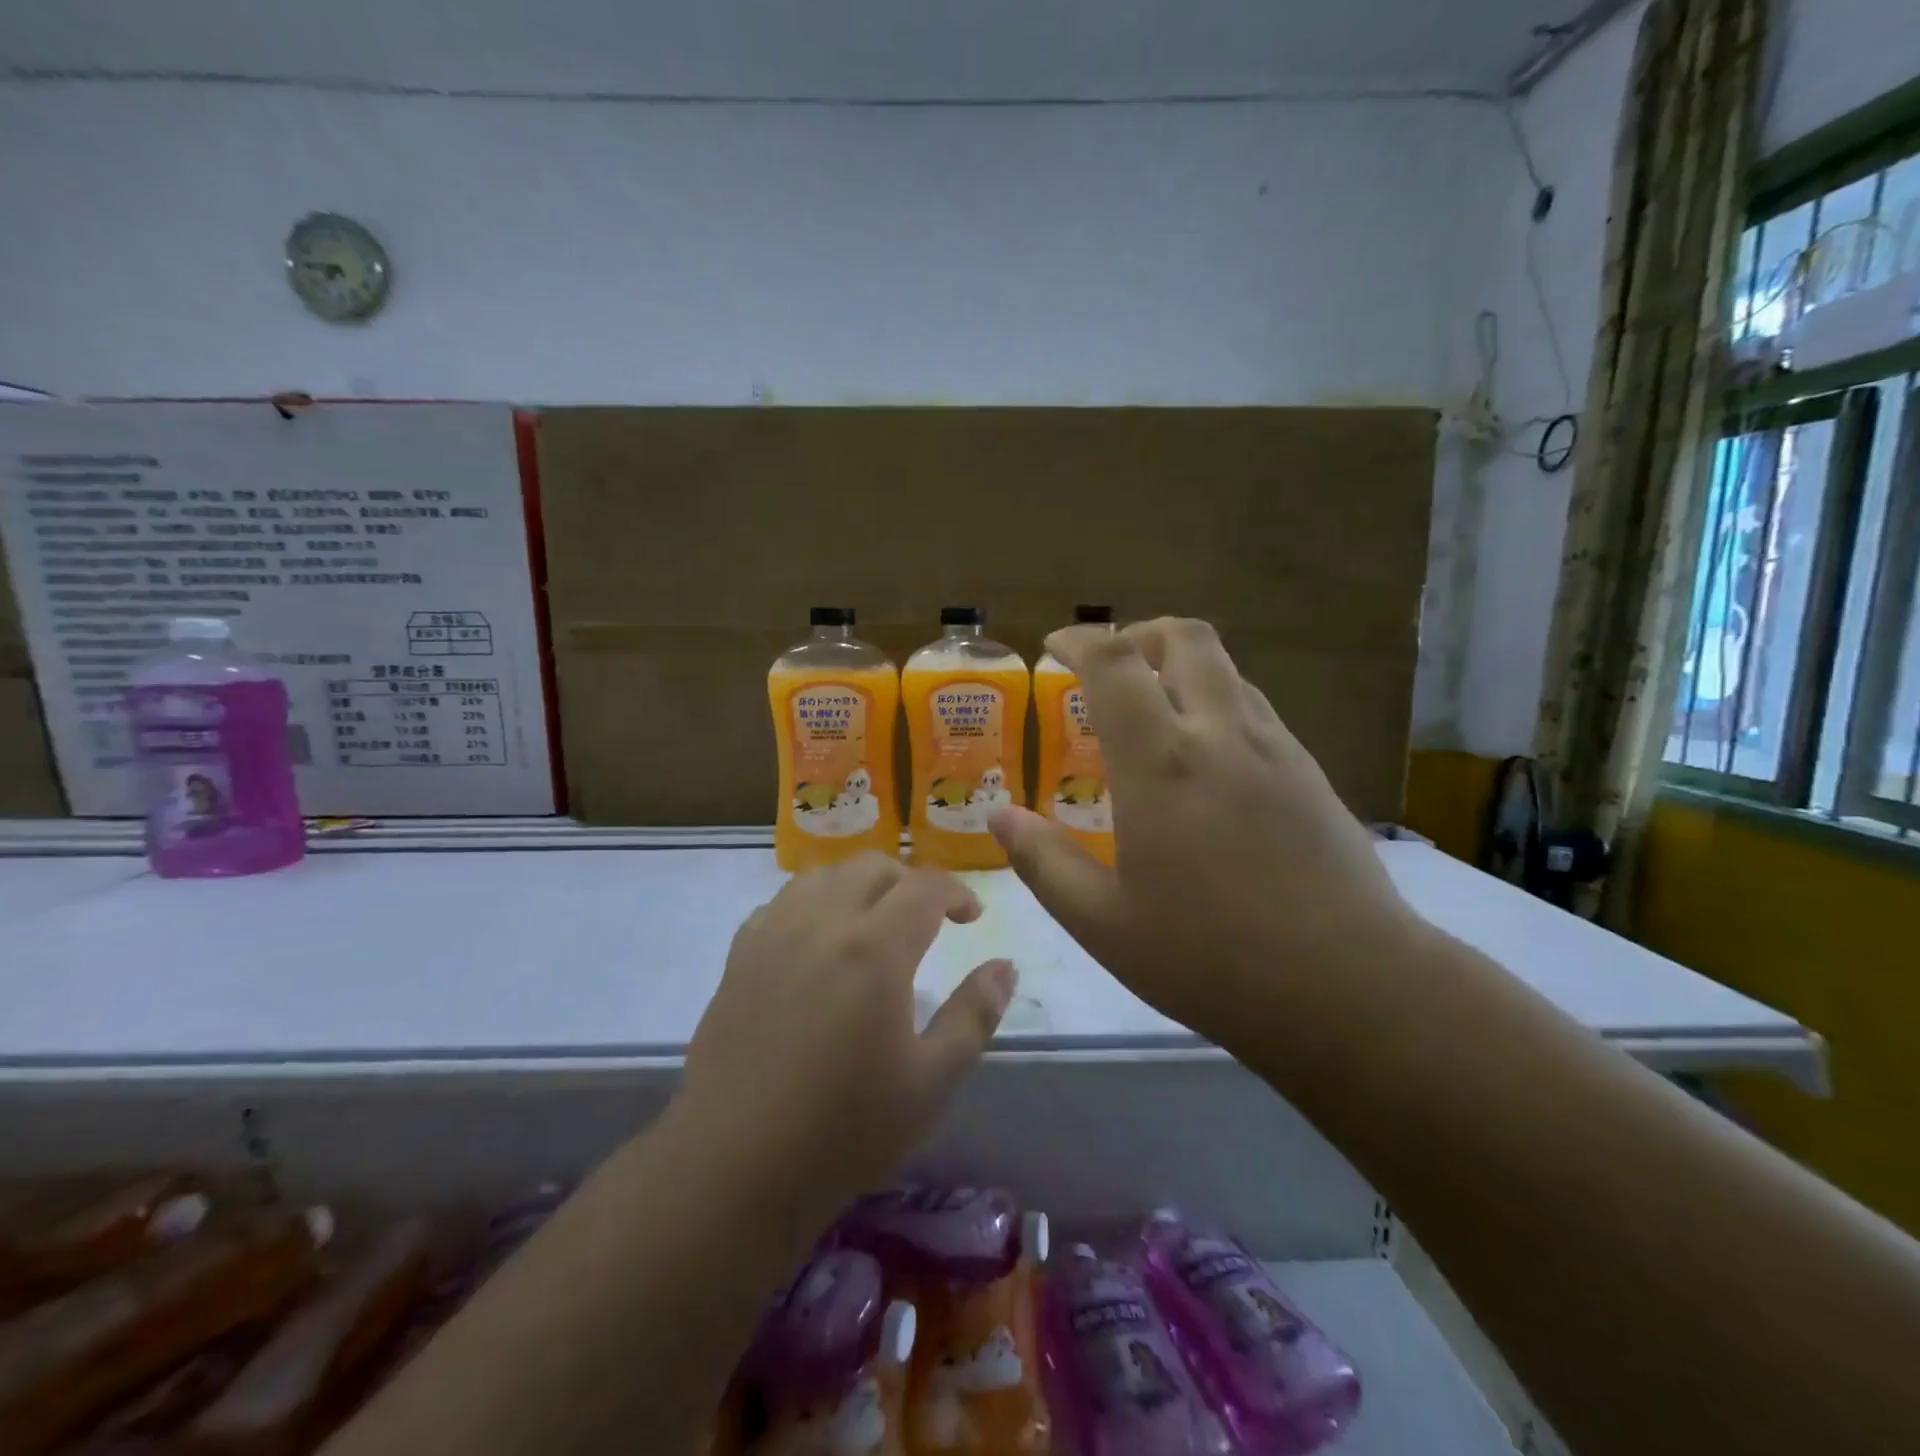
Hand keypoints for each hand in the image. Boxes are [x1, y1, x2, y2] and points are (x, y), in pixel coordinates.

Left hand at [683, 853, 1015, 1204]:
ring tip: (872, 919)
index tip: (971, 917)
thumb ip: (975, 1014)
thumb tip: (1004, 966)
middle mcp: (823, 922)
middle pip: (872, 867)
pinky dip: (812, 901)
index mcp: (876, 947)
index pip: (924, 886)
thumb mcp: (933, 1081)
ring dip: (858, 883)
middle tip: (927, 917)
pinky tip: (817, 939)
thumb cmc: (845, 1128)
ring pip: (823, 875)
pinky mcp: (740, 956)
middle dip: (909, 881)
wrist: (735, 1165)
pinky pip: (781, 901)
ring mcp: (774, 934)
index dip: (956, 892)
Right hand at [990, 618, 1420, 1058]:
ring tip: (1152, 716)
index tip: (1053, 649)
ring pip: (1225, 670)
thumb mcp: (1102, 923)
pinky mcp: (1310, 772)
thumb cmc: (1210, 958)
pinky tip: (1204, 763)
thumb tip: (1001, 816)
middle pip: (1185, 638)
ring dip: (1180, 669)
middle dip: (1138, 635)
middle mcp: (1221, 735)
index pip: (1114, 661)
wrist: (1350, 988)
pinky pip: (1254, 708)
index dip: (1078, 639)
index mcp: (1161, 763)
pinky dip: (1216, 704)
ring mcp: (1275, 748)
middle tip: (1108, 672)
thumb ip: (1043, 862)